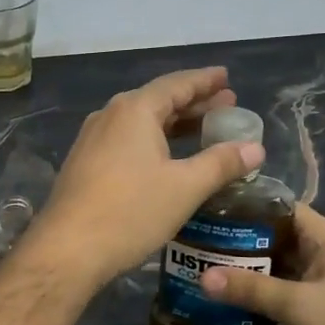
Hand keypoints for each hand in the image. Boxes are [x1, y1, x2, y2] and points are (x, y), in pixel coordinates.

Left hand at [30, 67, 263, 291]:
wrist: (68, 248)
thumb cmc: (131, 211)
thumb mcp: (185, 187)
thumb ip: (221, 163)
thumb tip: (256, 147)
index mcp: (135, 110)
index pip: (176, 84)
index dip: (204, 81)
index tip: (226, 77)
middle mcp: (110, 115)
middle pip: (158, 101)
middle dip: (193, 103)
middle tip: (225, 105)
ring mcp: (93, 139)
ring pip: (141, 122)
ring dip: (173, 123)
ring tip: (203, 129)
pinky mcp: (85, 163)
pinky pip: (126, 140)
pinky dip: (153, 141)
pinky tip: (166, 158)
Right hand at [204, 204, 324, 324]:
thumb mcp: (299, 307)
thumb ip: (251, 289)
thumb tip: (202, 277)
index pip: (279, 207)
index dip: (244, 206)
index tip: (207, 210)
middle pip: (275, 236)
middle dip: (238, 240)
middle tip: (196, 243)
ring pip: (278, 265)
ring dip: (247, 269)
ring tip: (204, 269)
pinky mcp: (323, 307)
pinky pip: (285, 290)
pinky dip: (261, 293)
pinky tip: (231, 300)